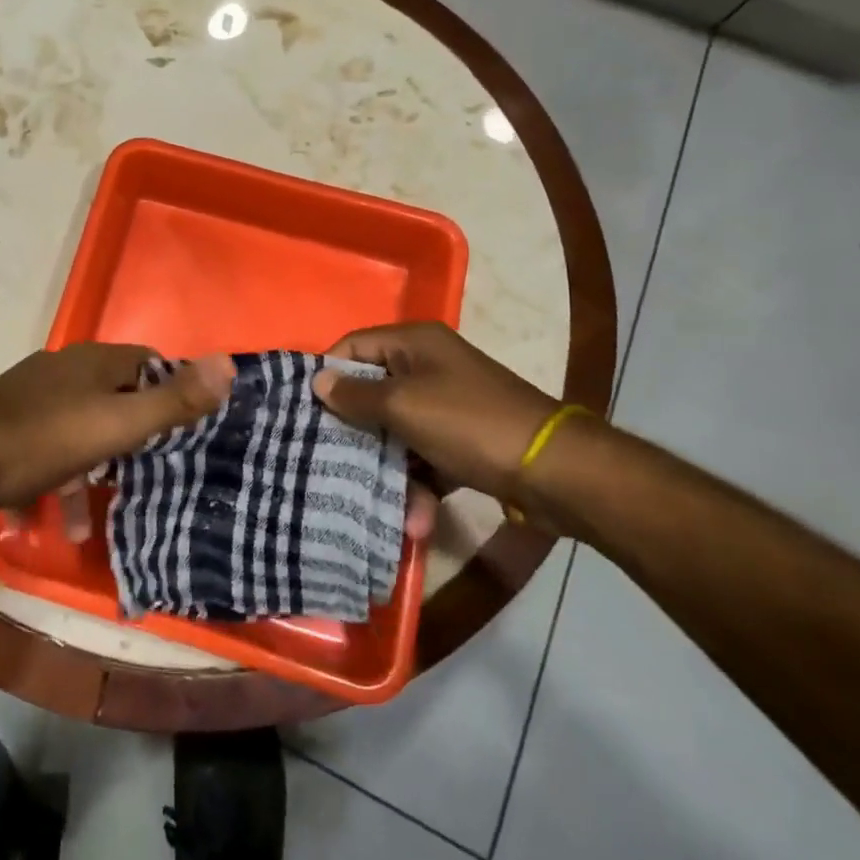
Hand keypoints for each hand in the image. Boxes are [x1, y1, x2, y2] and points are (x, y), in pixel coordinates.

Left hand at [0, 344, 234, 521]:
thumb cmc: (41, 441)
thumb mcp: (115, 426)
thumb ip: (171, 401)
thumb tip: (229, 363)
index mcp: (94, 362)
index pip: (149, 362)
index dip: (172, 390)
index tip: (187, 431)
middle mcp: (64, 370)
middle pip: (115, 396)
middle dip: (134, 437)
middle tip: (150, 475)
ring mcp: (32, 395)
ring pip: (79, 429)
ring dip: (91, 471)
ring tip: (93, 516)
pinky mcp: (7, 424)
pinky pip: (45, 449)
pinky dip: (56, 479)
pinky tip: (51, 517)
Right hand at [313, 322, 565, 506]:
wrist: (555, 471)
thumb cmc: (469, 424)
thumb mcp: (403, 406)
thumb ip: (356, 395)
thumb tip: (317, 381)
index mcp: (414, 343)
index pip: (353, 346)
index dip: (328, 374)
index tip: (304, 410)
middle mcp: (428, 366)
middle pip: (372, 391)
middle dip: (354, 428)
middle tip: (325, 457)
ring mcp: (447, 404)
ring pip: (396, 429)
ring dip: (386, 465)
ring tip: (374, 501)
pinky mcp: (462, 440)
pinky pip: (424, 454)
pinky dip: (417, 481)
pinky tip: (414, 516)